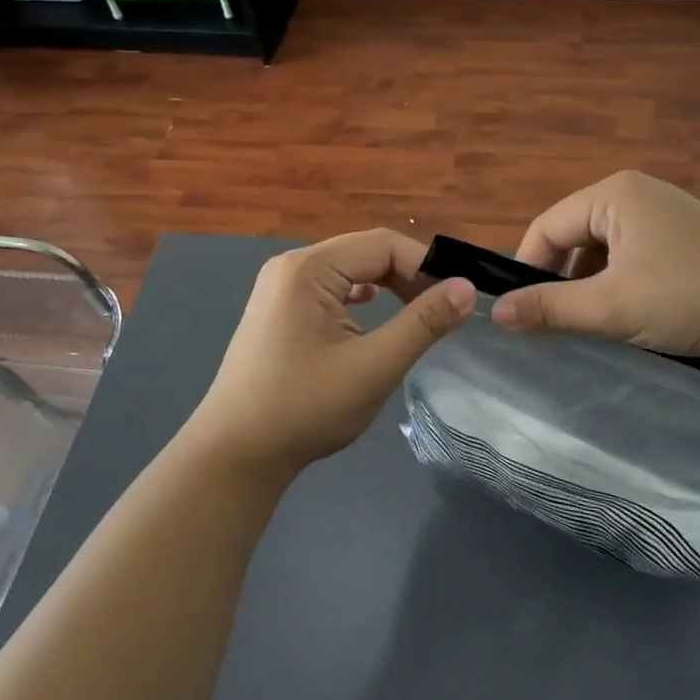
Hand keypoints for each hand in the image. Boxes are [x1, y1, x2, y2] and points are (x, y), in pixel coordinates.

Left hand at [184, 230, 475, 478]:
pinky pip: (331, 288)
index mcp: (309, 269)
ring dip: (388, 286)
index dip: (426, 265)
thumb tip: (465, 288)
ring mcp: (280, 287)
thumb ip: (423, 323)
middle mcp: (292, 266)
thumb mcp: (374, 366)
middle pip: (366, 252)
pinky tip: (375, 313)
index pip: (383, 244)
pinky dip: (361, 297)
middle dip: (409, 275)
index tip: (456, 299)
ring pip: (349, 270)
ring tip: (419, 313)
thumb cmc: (305, 409)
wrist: (234, 455)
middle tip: (443, 309)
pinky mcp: (279, 309)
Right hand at [490, 171, 699, 366]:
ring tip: (593, 324)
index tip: (519, 313)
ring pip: (604, 250)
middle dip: (561, 279)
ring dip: (591, 285)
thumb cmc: (688, 298)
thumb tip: (496, 313)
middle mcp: (638, 194)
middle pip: (575, 235)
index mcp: (614, 194)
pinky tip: (630, 315)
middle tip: (555, 323)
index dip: (527, 268)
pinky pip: (633, 257)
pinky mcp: (686, 240)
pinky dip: (620, 284)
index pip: (547, 226)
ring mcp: (666, 216)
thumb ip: (549, 308)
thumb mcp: (611, 306)